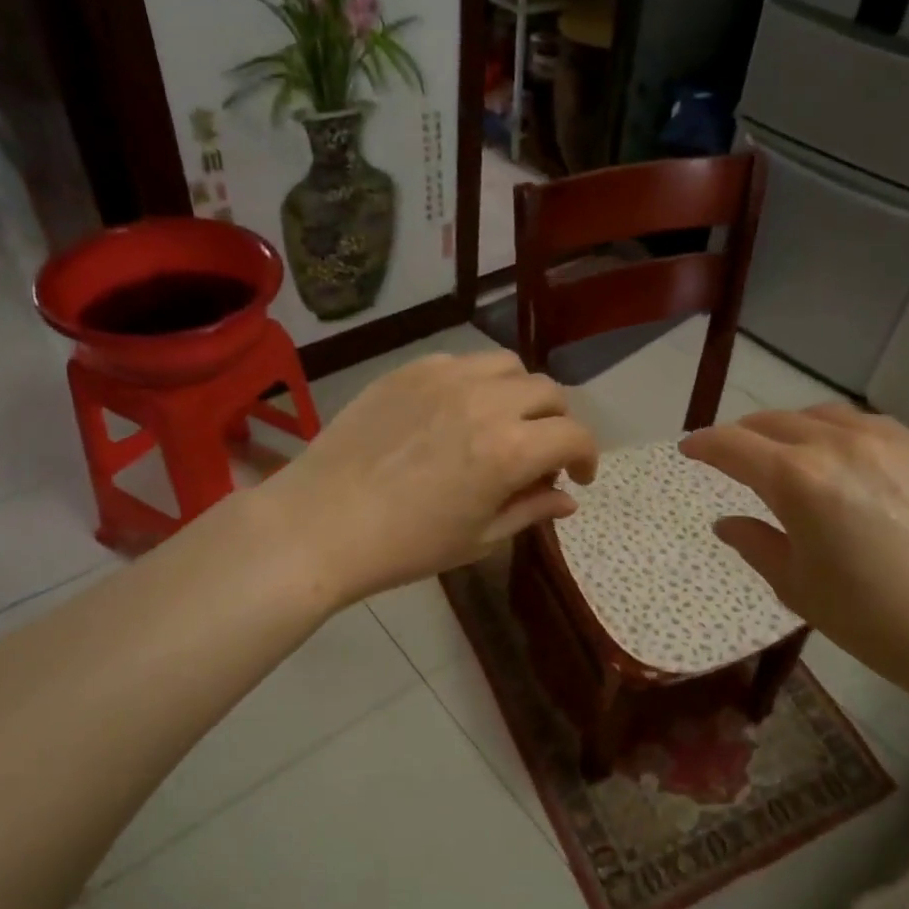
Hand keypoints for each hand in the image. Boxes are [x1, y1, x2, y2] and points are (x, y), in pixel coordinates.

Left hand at [264, 351, 598, 605]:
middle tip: (542, 453)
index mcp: (511, 449)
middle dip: (557, 424)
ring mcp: (446, 378)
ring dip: (520, 394)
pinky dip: (477, 383)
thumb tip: (568, 499)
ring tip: (503, 423)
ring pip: (508, 366)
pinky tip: (457, 412)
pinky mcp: (410, 370)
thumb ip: (532, 509)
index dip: (588, 457)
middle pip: (549, 392)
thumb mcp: (480, 538)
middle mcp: (487, 401)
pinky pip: (462, 362)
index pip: (575, 435)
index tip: (577, 477)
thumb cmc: (406, 545)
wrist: (321, 524)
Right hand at [681, 406, 908, 722]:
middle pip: (773, 422)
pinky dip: (834, 431)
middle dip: (743, 435)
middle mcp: (837, 444)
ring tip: (783, 451)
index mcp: (797, 480)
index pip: (734, 446)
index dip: (704, 445)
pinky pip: (862, 424)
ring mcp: (885, 440)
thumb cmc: (873, 619)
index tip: (687, 450)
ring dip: (789, 428)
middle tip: (731, 456)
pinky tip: (839, 456)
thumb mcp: (798, 587)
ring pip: (819, 415)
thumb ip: (755, 544)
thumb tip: (726, 522)